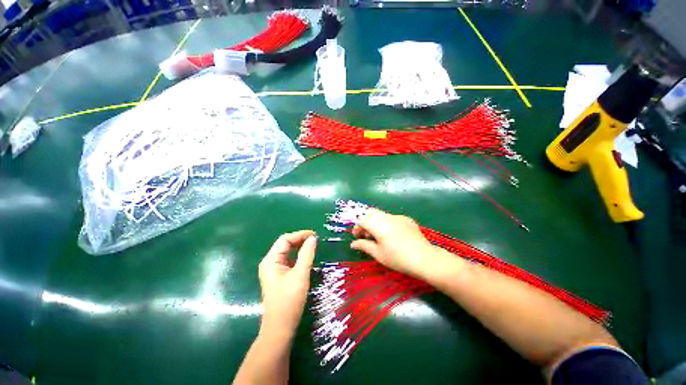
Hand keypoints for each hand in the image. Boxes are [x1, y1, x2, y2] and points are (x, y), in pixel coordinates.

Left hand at [258, 230, 316, 339]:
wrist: (280, 328)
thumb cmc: (289, 300)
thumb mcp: (300, 274)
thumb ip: (306, 254)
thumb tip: (313, 238)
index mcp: (271, 260)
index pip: (285, 240)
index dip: (300, 235)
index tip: (314, 235)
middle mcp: (270, 263)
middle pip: (285, 245)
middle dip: (300, 240)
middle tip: (315, 240)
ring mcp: (274, 270)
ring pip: (287, 252)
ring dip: (299, 247)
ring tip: (313, 246)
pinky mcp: (279, 277)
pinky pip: (289, 261)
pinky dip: (298, 256)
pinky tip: (306, 257)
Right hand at [350, 208, 437, 277]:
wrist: (425, 259)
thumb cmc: (398, 258)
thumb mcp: (378, 254)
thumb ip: (364, 246)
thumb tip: (353, 244)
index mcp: (379, 225)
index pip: (362, 220)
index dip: (357, 227)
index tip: (357, 237)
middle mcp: (387, 217)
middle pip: (371, 213)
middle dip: (365, 222)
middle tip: (366, 235)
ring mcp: (398, 217)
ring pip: (381, 214)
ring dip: (375, 222)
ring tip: (378, 236)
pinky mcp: (407, 219)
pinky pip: (392, 217)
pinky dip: (386, 223)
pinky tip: (391, 235)